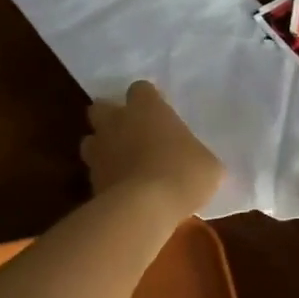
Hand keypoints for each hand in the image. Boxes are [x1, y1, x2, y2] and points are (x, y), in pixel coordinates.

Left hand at [81, 81, 223, 219]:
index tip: (160, 114)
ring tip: (122, 163)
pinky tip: (122, 191)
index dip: (149, 100)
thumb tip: (196, 162)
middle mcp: (117, 122)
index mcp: (147, 108)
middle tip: (132, 133)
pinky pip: (95, 172)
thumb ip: (196, 155)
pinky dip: (106, 177)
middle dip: (112, 117)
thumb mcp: (208, 165)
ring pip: (91, 140)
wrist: (144, 208)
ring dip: (103, 147)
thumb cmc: (182, 174)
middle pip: (102, 107)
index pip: (141, 89)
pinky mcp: (90, 180)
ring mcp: (98, 150)